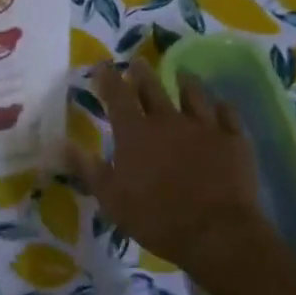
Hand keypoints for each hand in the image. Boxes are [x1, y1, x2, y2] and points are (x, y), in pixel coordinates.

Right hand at [67, 61, 271, 281]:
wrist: (217, 233)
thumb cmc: (157, 218)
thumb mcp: (111, 198)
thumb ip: (88, 168)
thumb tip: (62, 143)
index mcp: (135, 132)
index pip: (117, 95)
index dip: (108, 78)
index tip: (102, 65)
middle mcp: (167, 120)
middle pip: (152, 87)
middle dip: (142, 72)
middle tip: (137, 61)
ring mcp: (204, 126)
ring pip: (192, 94)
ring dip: (183, 82)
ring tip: (180, 74)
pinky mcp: (233, 140)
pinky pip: (227, 114)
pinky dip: (221, 107)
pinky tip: (220, 105)